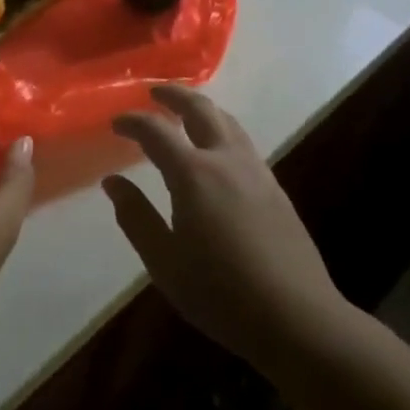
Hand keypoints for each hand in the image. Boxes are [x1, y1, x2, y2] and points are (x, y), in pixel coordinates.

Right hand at [104, 86, 352, 376]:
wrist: (297, 318)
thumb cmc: (221, 293)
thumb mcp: (165, 262)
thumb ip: (136, 217)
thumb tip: (113, 182)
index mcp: (193, 174)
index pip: (156, 131)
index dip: (133, 121)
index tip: (116, 123)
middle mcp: (225, 159)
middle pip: (199, 109)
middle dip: (174, 95)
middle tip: (154, 92)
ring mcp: (255, 170)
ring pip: (226, 121)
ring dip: (202, 107)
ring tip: (185, 111)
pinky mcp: (275, 187)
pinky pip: (242, 140)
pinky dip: (221, 128)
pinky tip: (217, 148)